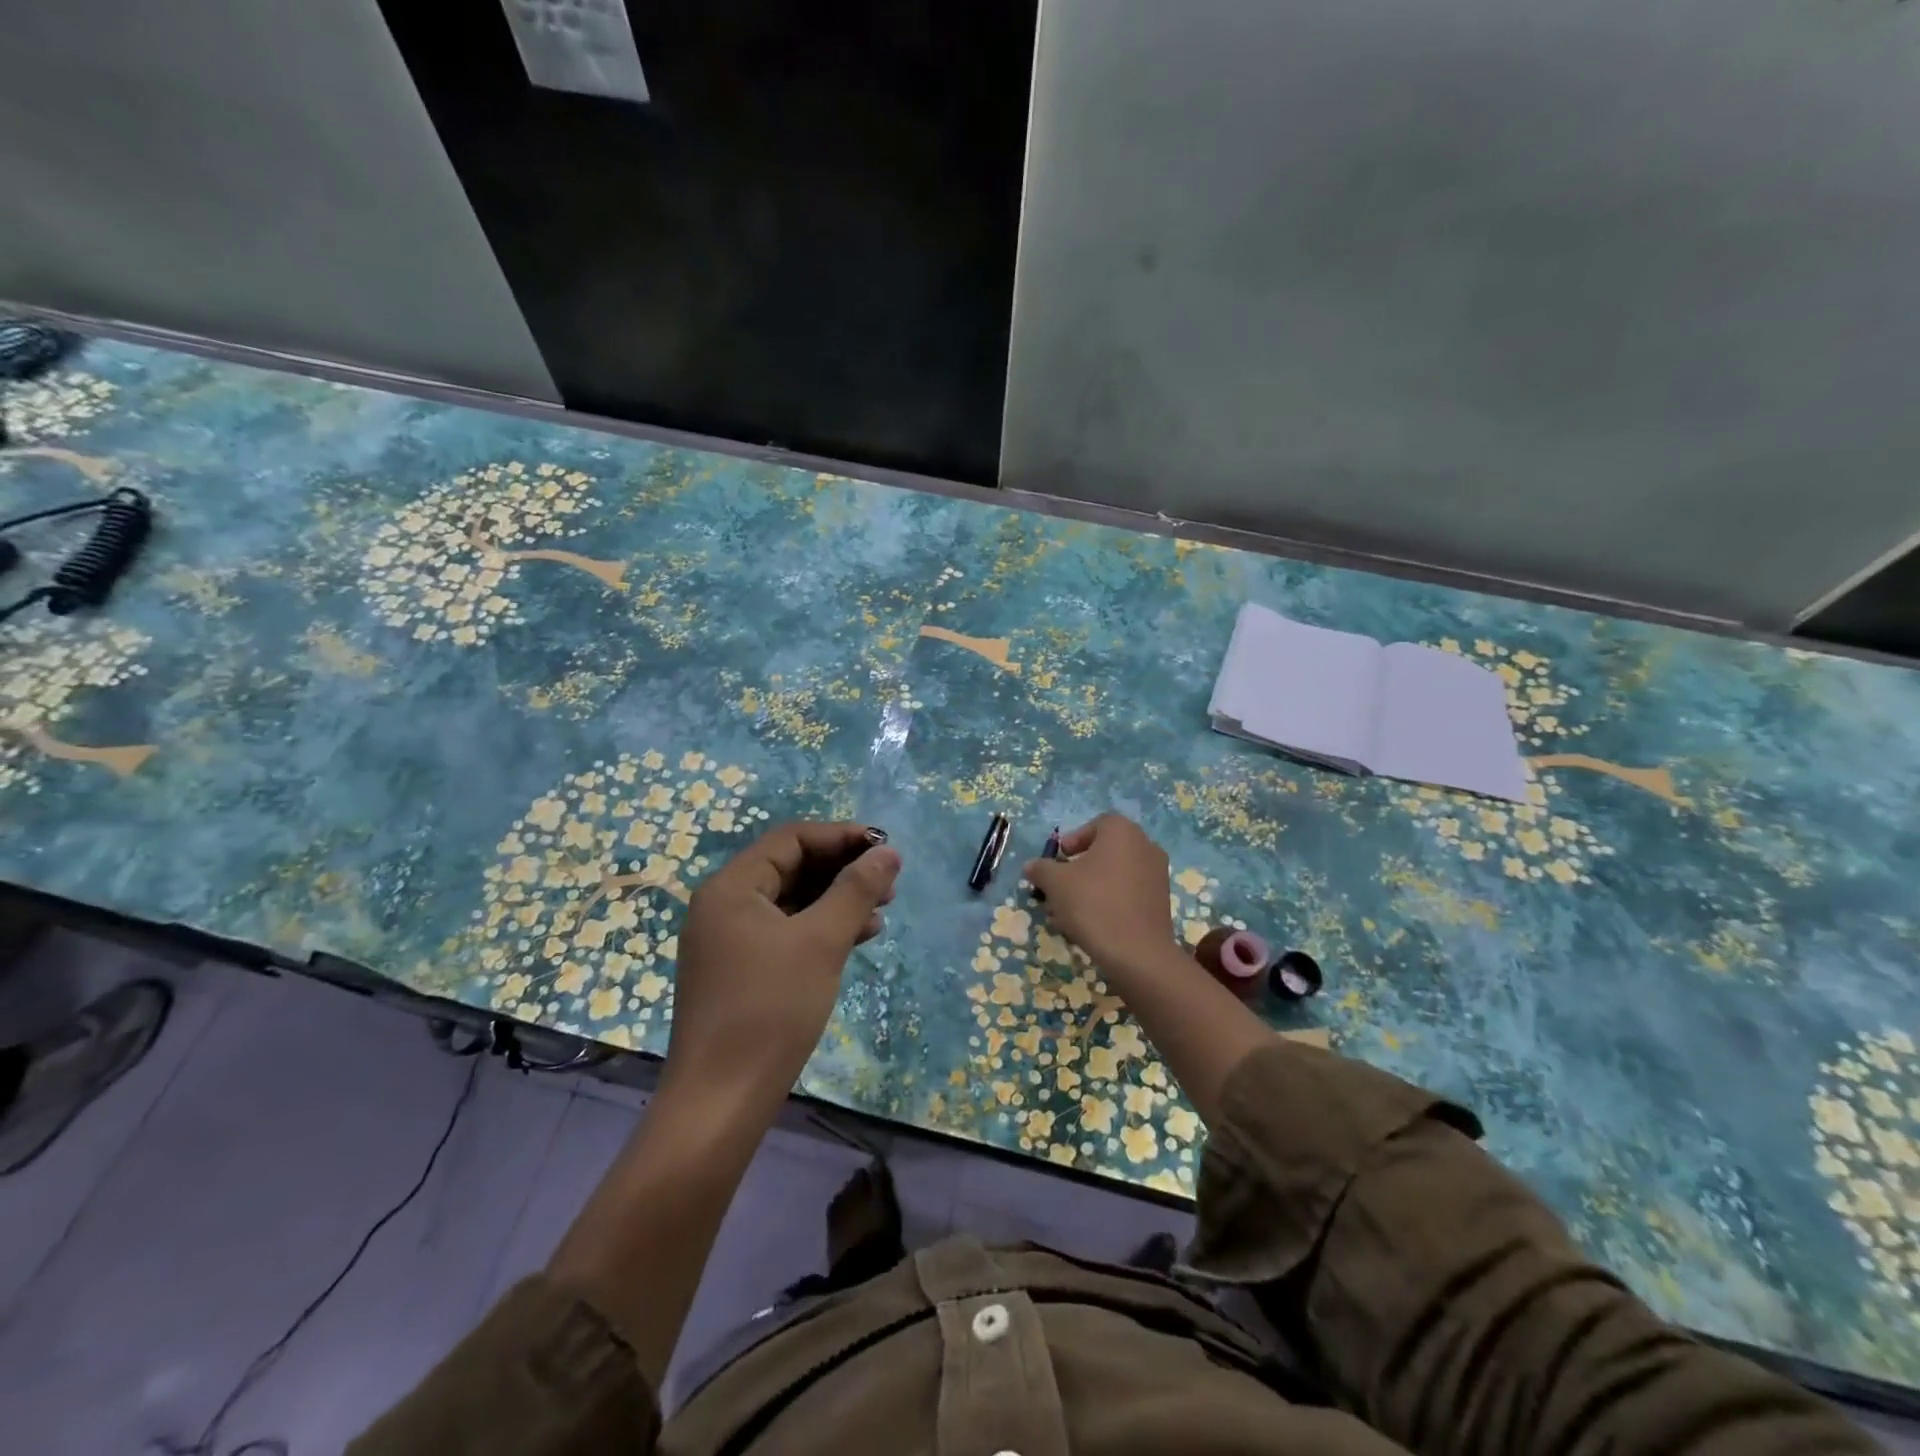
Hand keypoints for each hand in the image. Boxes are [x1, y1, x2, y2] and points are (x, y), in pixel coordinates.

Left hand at [666, 821, 899, 1115]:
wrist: (721, 1102)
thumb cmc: (770, 1010)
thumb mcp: (821, 942)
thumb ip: (856, 890)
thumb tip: (887, 852)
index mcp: (731, 887)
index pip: (791, 839)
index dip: (841, 837)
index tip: (885, 849)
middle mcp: (724, 906)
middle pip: (791, 867)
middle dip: (842, 870)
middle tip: (888, 882)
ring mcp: (729, 941)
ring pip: (791, 902)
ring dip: (836, 900)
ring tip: (881, 911)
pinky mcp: (739, 971)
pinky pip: (785, 933)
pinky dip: (821, 929)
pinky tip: (857, 938)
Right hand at [1027, 811, 1275, 1127]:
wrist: (1140, 962)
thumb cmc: (1095, 911)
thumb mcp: (1057, 887)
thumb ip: (1043, 873)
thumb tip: (1034, 872)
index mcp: (1124, 835)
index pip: (1096, 826)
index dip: (1073, 843)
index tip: (1058, 867)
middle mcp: (1148, 851)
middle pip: (1110, 852)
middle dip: (1084, 870)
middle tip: (1062, 895)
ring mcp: (1162, 883)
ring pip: (1123, 878)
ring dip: (1100, 893)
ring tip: (1076, 921)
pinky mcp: (1167, 914)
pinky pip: (1134, 900)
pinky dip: (1115, 911)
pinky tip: (1099, 936)